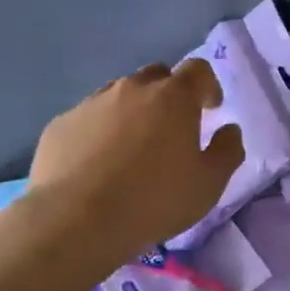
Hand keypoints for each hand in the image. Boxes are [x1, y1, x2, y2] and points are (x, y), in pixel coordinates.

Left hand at [27, 61, 244, 260]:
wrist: (76, 221)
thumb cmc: (154, 200)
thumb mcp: (209, 184)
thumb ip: (227, 150)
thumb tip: (229, 129)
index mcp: (173, 97)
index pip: (198, 69)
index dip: (207, 85)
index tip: (210, 109)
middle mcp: (131, 89)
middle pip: (156, 77)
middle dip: (168, 95)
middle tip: (171, 129)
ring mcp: (91, 103)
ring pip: (118, 95)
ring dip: (131, 112)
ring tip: (131, 149)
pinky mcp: (60, 124)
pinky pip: (87, 119)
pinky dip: (98, 132)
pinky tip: (96, 165)